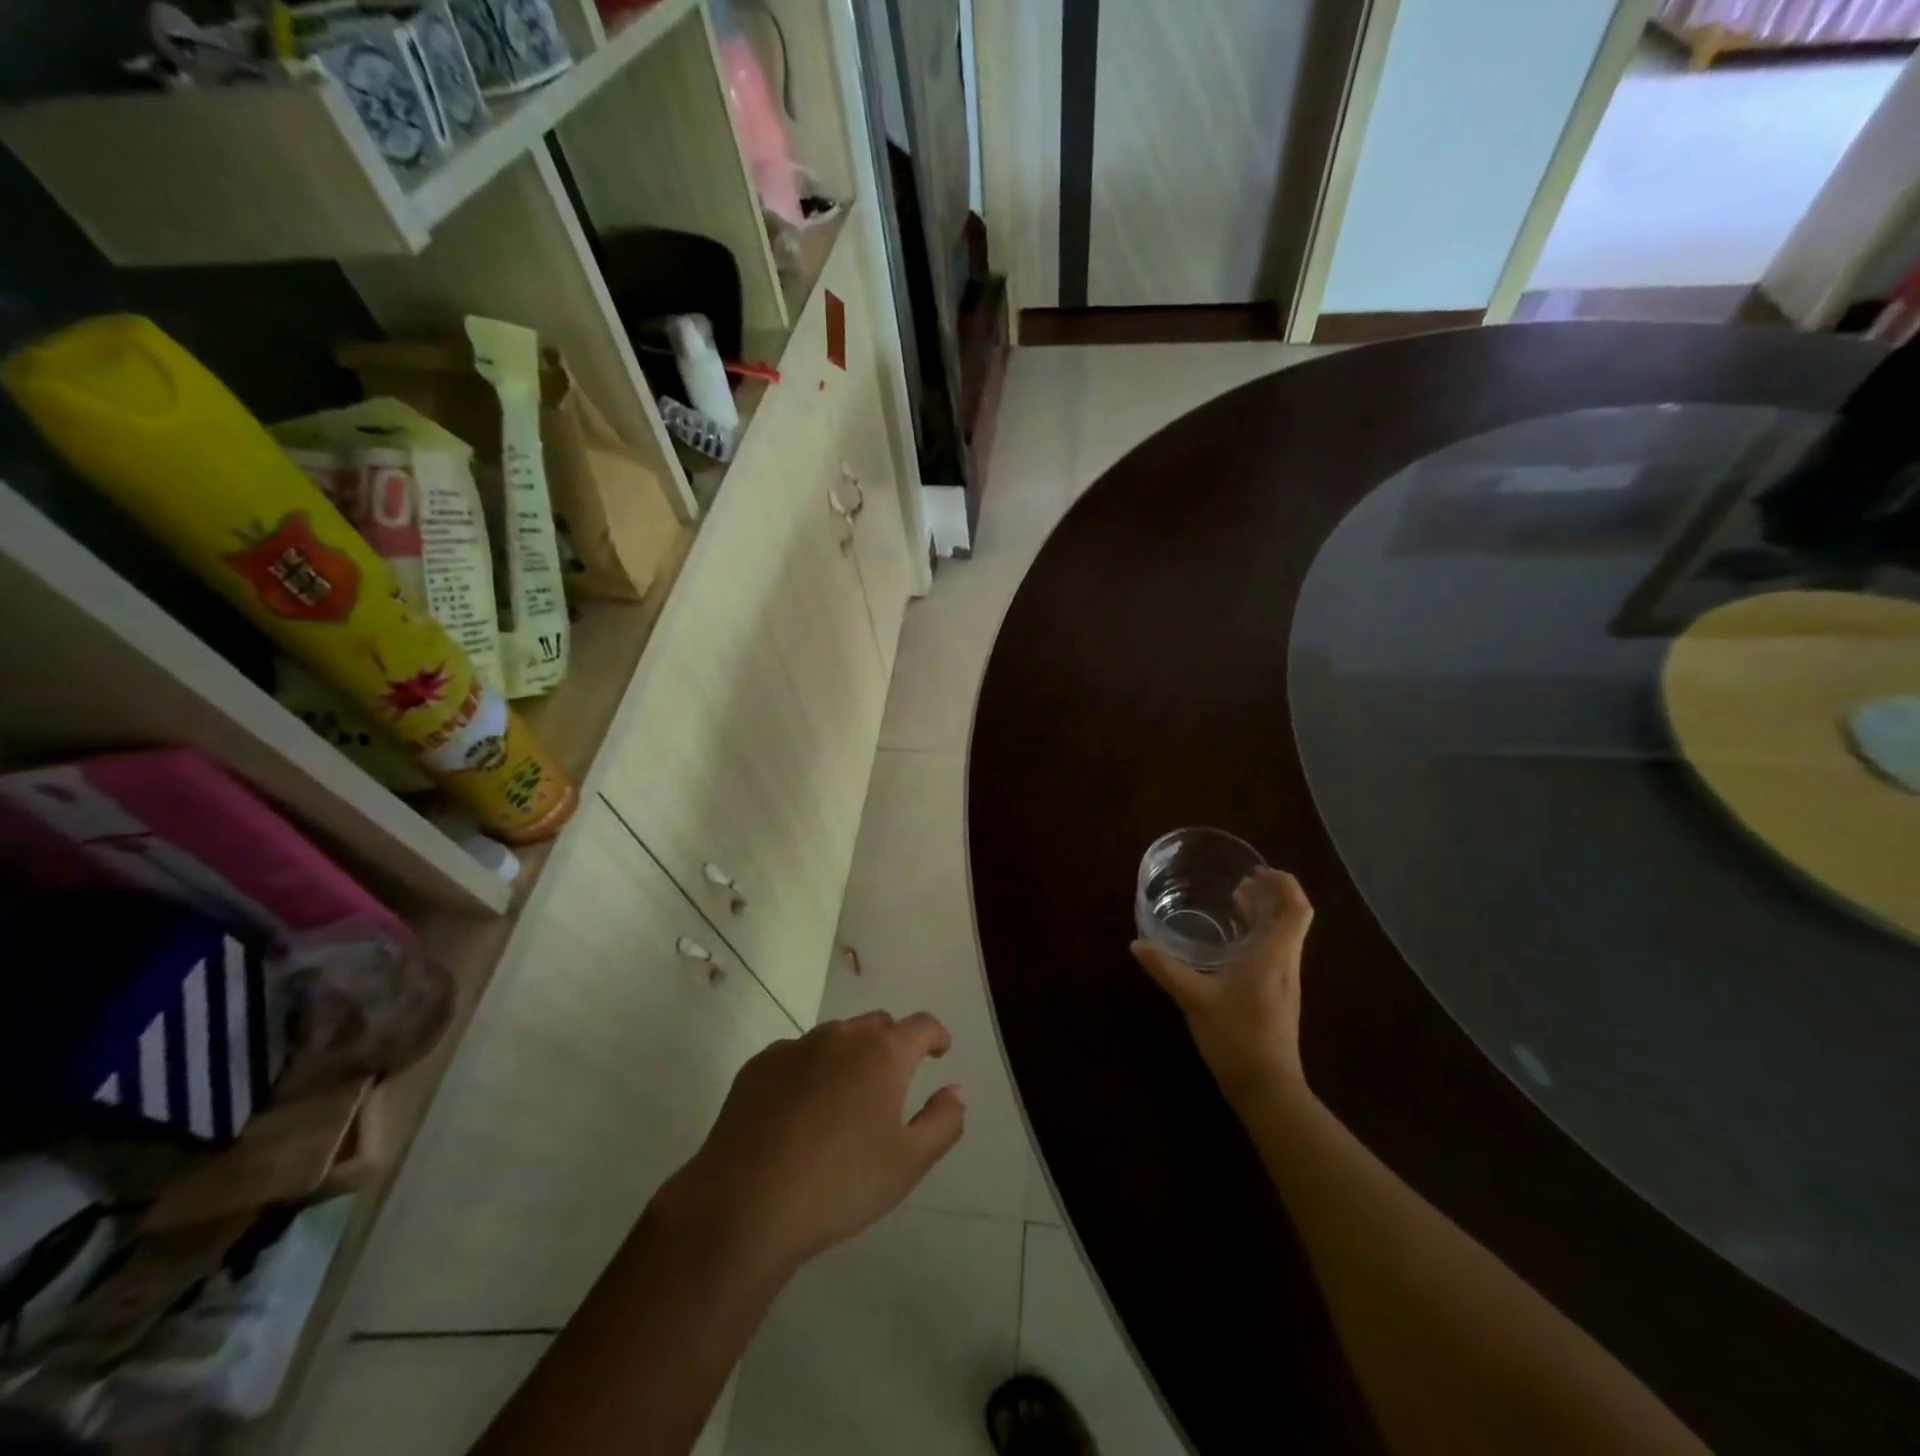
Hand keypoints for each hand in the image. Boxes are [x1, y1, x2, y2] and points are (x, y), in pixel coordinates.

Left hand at [662, 1011, 965, 1277]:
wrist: (744, 1205)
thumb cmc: (839, 1185)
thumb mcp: (908, 1164)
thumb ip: (942, 1122)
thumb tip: (956, 1090)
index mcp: (883, 1054)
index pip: (920, 1025)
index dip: (935, 1035)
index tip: (938, 1051)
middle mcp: (841, 1037)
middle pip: (877, 1025)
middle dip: (892, 1044)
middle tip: (892, 1082)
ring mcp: (795, 1047)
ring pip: (835, 1037)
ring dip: (849, 1055)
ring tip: (845, 1098)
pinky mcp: (759, 1065)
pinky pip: (796, 1055)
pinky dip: (809, 1070)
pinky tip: (799, 1111)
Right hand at [1132, 868, 1313, 1105]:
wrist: (1267, 1088)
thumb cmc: (1237, 1037)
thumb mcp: (1194, 1000)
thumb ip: (1166, 969)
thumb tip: (1136, 944)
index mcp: (1273, 956)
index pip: (1296, 909)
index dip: (1284, 884)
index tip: (1258, 872)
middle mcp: (1285, 963)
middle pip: (1292, 917)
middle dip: (1271, 893)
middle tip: (1241, 881)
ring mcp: (1285, 981)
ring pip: (1284, 935)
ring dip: (1266, 913)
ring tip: (1236, 902)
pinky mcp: (1278, 995)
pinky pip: (1275, 951)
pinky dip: (1260, 934)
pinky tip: (1233, 942)